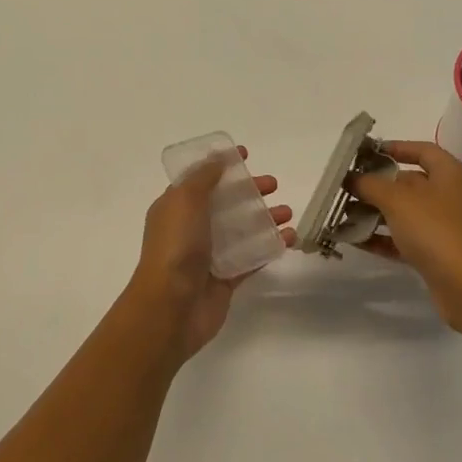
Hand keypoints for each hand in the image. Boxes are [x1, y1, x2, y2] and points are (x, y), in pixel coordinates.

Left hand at [123, 148, 293, 360]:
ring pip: (241, 230)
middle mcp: (191, 228)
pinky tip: (290, 238)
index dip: (221, 165)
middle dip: (249, 191)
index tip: (245, 155)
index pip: (200, 179)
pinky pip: (251, 258)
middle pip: (224, 203)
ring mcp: (209, 255)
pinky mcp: (226, 279)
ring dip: (264, 218)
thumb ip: (204, 177)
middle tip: (273, 185)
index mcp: (175, 207)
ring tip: (288, 212)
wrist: (171, 307)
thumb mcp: (185, 200)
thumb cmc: (176, 246)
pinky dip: (269, 246)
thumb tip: (219, 158)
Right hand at [349, 140, 461, 333]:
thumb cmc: (436, 230)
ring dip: (376, 213)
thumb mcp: (397, 200)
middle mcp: (452, 196)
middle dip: (377, 185)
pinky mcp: (440, 254)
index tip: (367, 153)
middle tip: (348, 188)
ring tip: (344, 215)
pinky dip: (383, 238)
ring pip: (406, 213)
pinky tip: (356, 241)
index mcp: (451, 174)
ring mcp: (447, 227)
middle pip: (410, 183)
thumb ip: (370, 184)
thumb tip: (352, 178)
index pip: (423, 150)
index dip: (396, 147)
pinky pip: (407, 239)